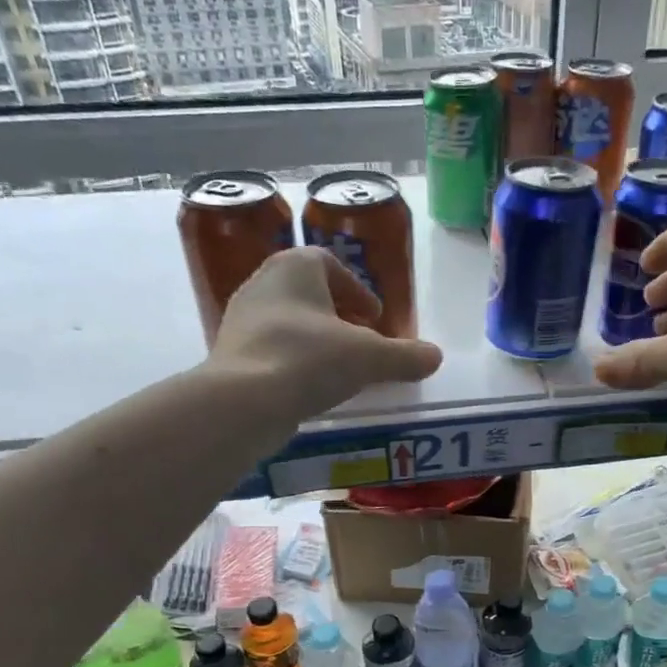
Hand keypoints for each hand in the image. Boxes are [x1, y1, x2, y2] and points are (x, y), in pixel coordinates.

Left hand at [209, 247, 442, 419]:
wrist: (244, 401)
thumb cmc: (309, 359)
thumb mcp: (369, 358)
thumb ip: (405, 356)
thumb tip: (435, 357)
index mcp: (294, 267)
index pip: (329, 265)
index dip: (358, 290)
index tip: (375, 318)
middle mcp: (262, 283)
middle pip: (308, 293)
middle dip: (338, 316)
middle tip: (361, 341)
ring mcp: (241, 319)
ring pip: (289, 322)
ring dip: (316, 340)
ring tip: (339, 368)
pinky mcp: (231, 354)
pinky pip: (272, 349)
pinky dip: (295, 361)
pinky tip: (310, 387)